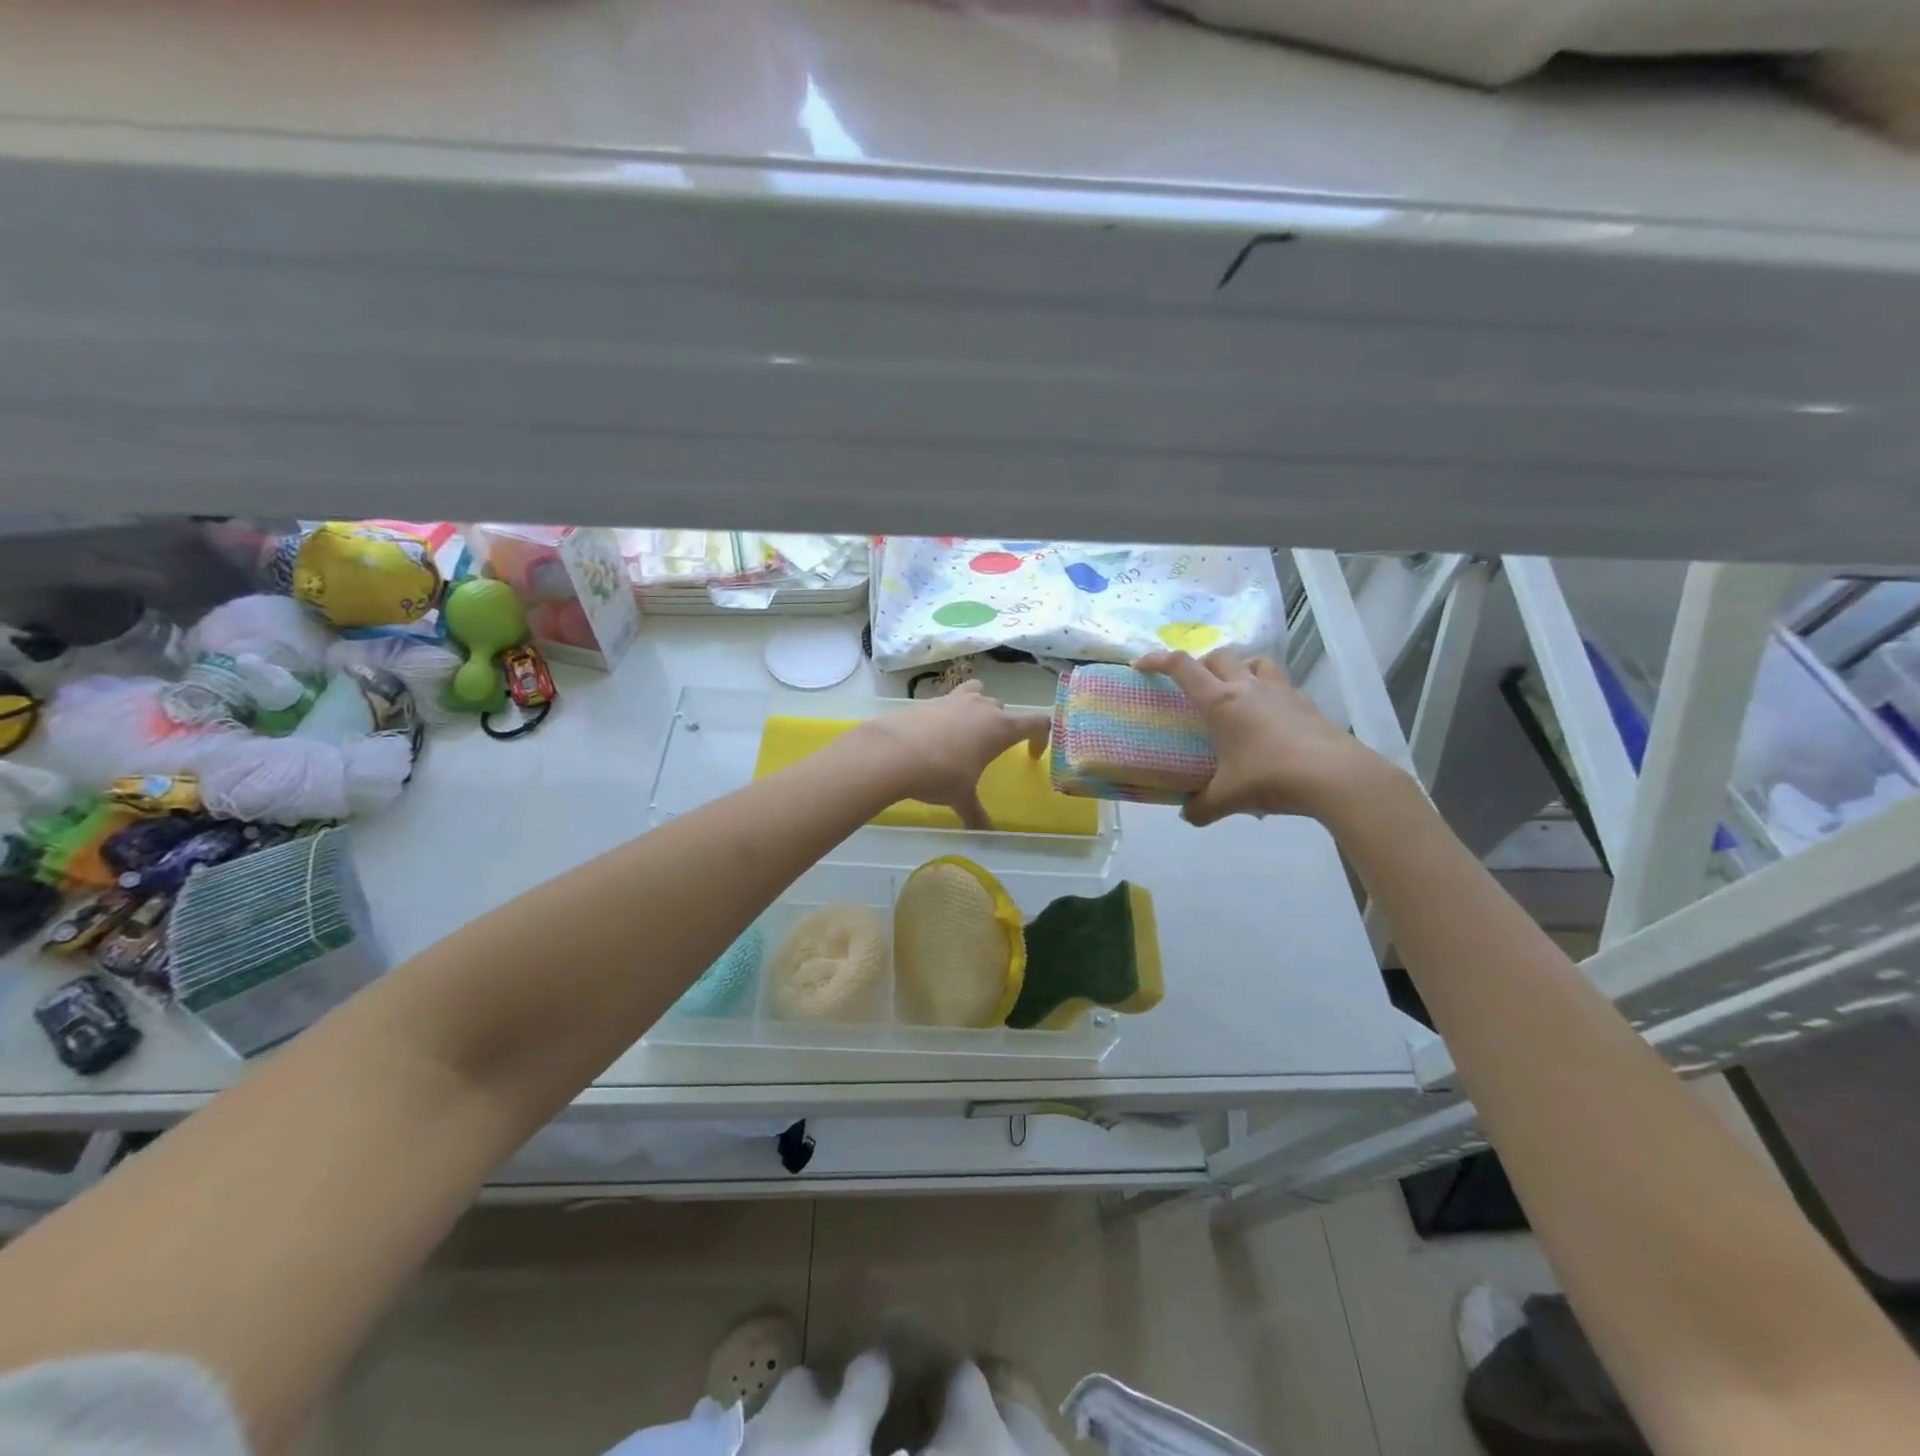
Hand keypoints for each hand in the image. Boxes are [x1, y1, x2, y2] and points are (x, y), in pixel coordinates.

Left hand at [858, 682, 1051, 830]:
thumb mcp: (961, 797)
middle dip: (1002, 726)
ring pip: (978, 694)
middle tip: (991, 750)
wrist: (893, 751)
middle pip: (1003, 709)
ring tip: (966, 733)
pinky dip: (950, 713)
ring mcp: (955, 699)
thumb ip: (976, 813)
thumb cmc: (940, 774)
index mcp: (1001, 728)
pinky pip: (949, 700)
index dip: (1041, 737)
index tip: (1031, 754)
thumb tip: (984, 833)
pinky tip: (936, 735)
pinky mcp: (930, 699)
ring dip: (978, 710)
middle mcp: (982, 707)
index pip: (1037, 722)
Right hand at [1134, 648, 1392, 827]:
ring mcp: (1281, 692)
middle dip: (1201, 664)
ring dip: (1240, 668)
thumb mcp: (1227, 799)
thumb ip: (1201, 807)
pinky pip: (1283, 686)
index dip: (1158, 660)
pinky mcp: (1307, 704)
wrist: (1334, 777)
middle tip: (1194, 686)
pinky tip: (1270, 718)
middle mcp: (1248, 687)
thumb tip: (1187, 815)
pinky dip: (1270, 693)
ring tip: (1236, 691)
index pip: (1182, 667)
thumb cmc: (1270, 778)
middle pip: (1219, 656)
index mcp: (1221, 702)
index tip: (1141, 665)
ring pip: (1256, 661)